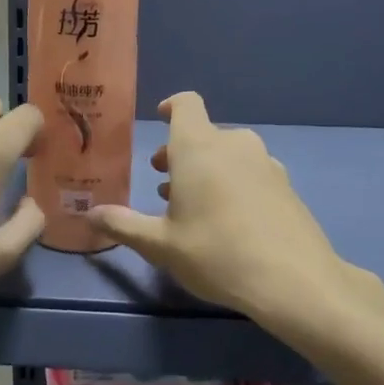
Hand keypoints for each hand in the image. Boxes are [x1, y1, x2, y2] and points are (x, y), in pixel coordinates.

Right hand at [88, 92, 353, 324]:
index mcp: (199, 146)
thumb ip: (123, 225)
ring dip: (207, 169)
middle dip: (181, 152)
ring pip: (229, 153)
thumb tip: (89, 214)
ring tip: (193, 206)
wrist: (294, 280)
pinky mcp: (286, 184)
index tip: (159, 120)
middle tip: (164, 183)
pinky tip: (230, 220)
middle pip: (204, 133)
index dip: (171, 106)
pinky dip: (234, 182)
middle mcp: (234, 144)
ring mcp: (265, 162)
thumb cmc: (216, 253)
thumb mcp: (161, 245)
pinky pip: (251, 171)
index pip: (186, 104)